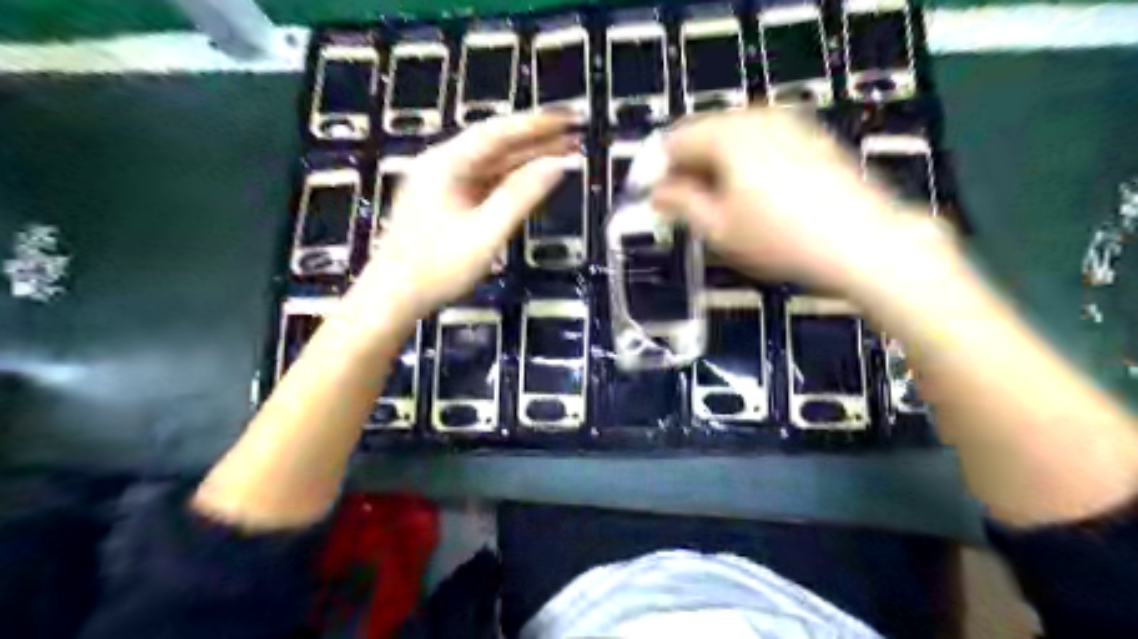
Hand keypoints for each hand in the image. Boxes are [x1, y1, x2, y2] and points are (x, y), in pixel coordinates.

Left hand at [356, 113, 578, 316]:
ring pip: (493, 163)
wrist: (393, 297)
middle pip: (497, 143)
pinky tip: (535, 176)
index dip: (539, 122)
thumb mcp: (485, 233)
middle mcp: (443, 164)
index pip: (499, 131)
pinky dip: (512, 178)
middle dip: (538, 137)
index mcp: (446, 163)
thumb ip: (522, 196)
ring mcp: (443, 182)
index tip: (572, 116)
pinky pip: (486, 181)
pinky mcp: (447, 200)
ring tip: (567, 151)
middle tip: (577, 130)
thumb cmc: (437, 268)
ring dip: (528, 158)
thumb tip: (558, 166)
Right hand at [655, 108, 948, 291]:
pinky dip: (744, 165)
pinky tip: (751, 197)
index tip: (650, 199)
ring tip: (714, 207)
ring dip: (714, 167)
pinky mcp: (811, 139)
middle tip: (681, 207)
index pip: (675, 140)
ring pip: (733, 139)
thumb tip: (656, 193)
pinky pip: (761, 144)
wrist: (863, 244)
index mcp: (729, 134)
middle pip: (704, 134)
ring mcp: (790, 124)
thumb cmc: (781, 239)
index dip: (656, 170)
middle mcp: (758, 117)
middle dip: (686, 169)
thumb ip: (680, 203)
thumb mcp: (718, 228)